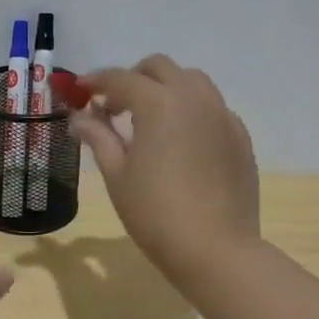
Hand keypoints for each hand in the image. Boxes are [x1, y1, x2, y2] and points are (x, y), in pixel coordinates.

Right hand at [68, 55, 259, 295]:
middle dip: (132, 78)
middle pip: (159, 68)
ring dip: (165, 88)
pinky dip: (190, 110)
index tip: (79, 91)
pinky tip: (180, 140)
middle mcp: (194, 98)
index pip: (120, 79)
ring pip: (191, 81)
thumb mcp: (117, 175)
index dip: (96, 81)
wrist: (216, 250)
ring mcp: (222, 115)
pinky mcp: (240, 136)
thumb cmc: (155, 213)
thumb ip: (98, 137)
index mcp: (158, 103)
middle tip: (113, 107)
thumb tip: (79, 117)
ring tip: (149, 119)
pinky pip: (212, 107)